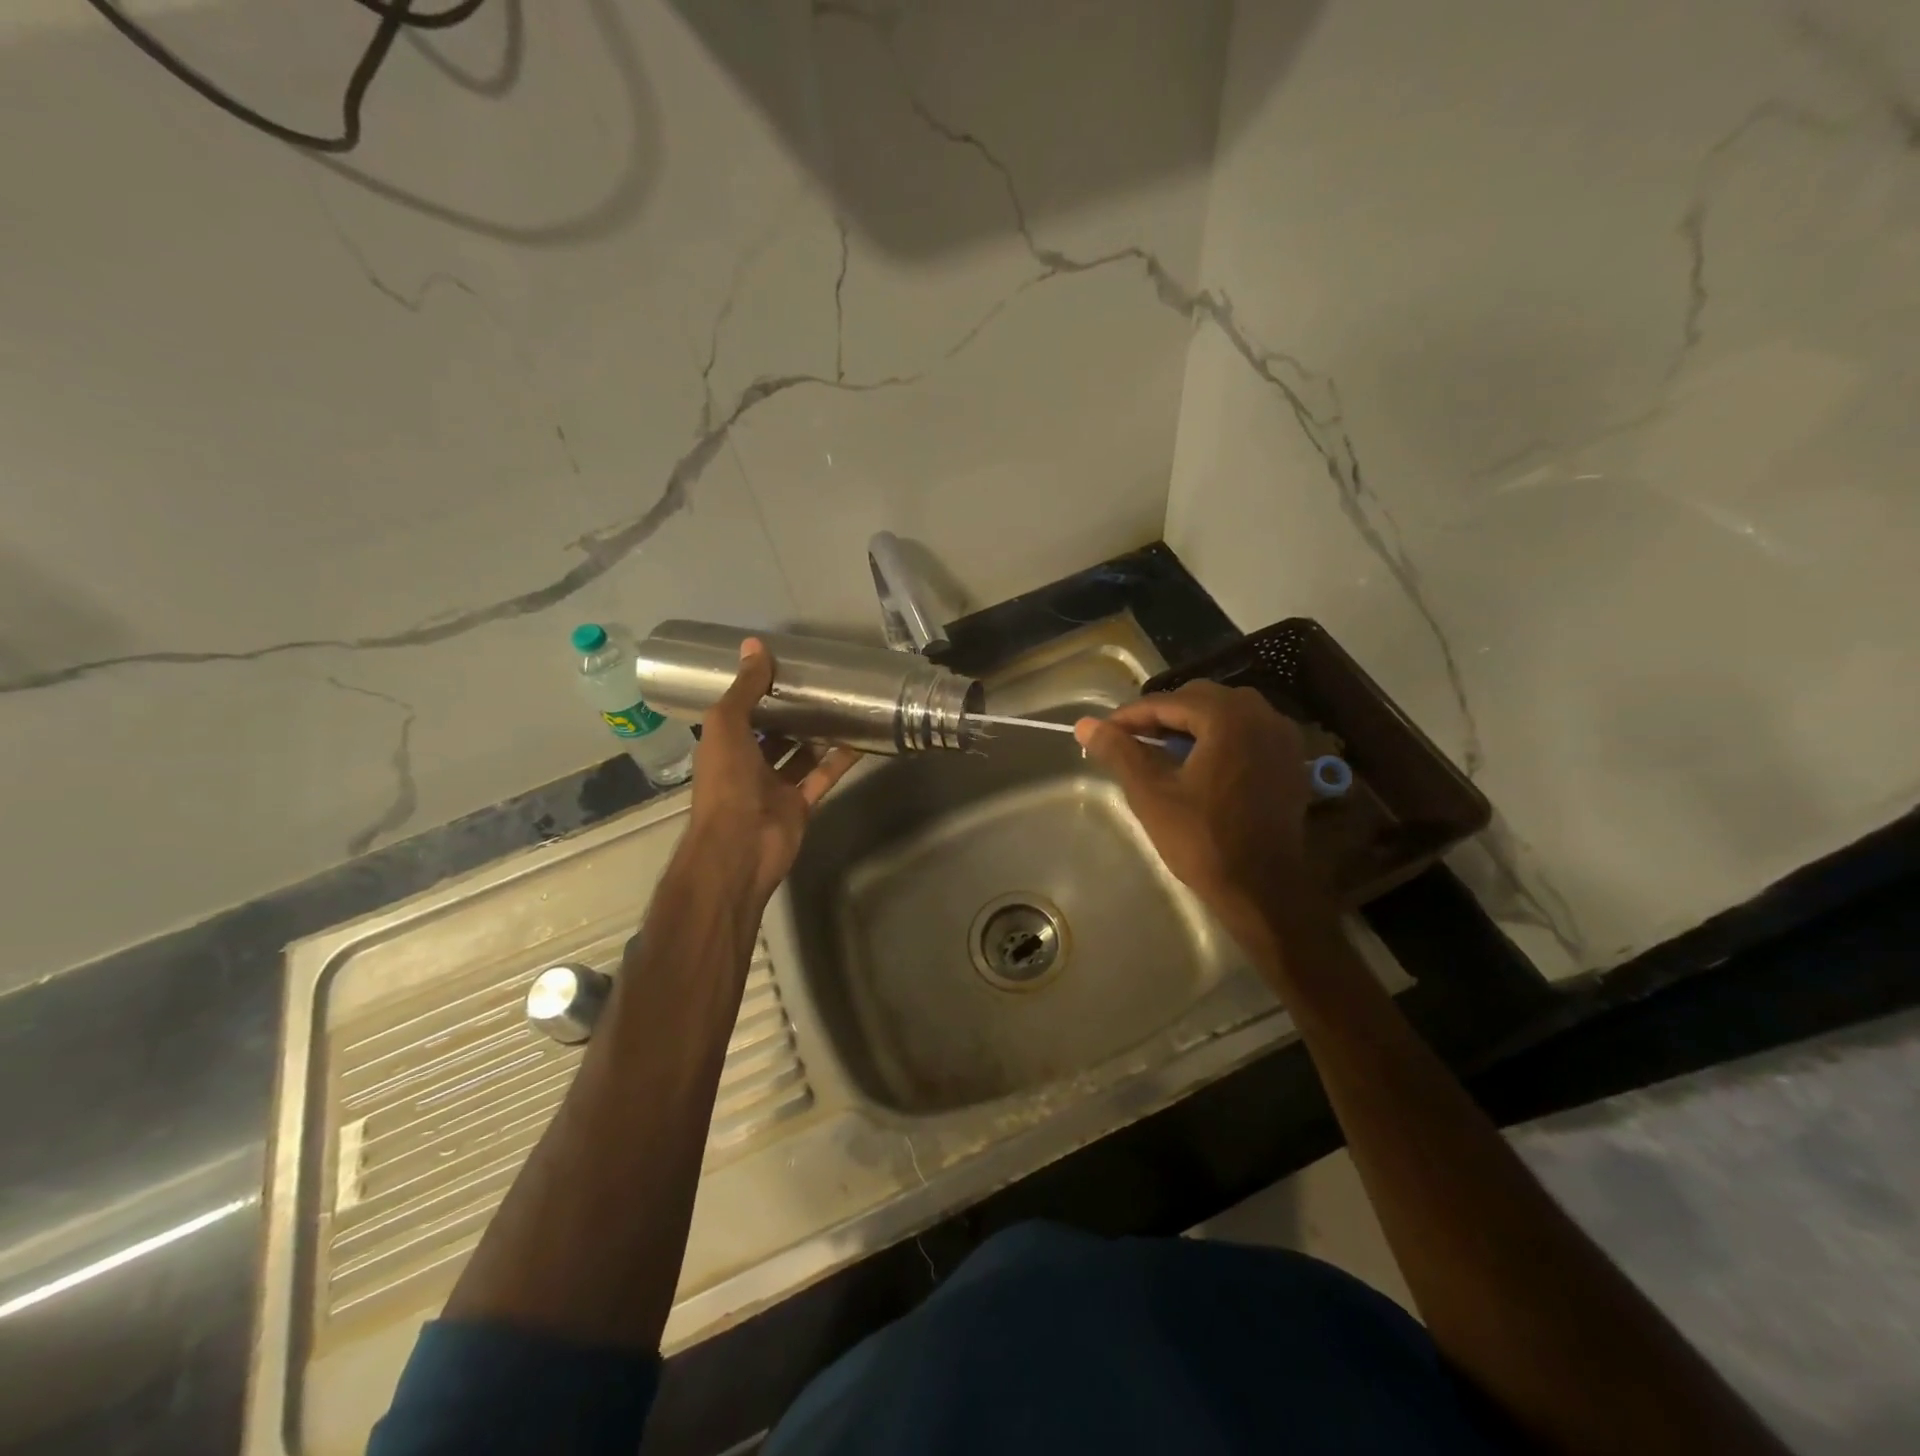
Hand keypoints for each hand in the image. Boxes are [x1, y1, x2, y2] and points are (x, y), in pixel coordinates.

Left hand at [689, 638, 860, 907]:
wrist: (741, 846)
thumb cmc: (726, 782)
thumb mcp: (727, 724)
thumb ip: (745, 688)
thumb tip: (755, 644)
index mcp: (723, 746)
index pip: (740, 712)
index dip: (758, 691)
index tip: (783, 668)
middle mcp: (747, 765)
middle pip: (772, 733)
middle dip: (792, 712)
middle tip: (820, 683)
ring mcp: (775, 787)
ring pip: (800, 754)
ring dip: (818, 734)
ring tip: (843, 704)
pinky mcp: (801, 804)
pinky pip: (823, 776)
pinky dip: (839, 760)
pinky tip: (860, 738)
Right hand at [1075, 683, 1317, 938]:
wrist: (1262, 889)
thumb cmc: (1203, 840)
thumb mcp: (1151, 794)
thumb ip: (1119, 752)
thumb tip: (1085, 725)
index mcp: (1228, 717)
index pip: (1168, 702)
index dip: (1131, 715)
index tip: (1103, 731)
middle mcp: (1262, 715)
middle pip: (1200, 699)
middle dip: (1162, 715)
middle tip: (1131, 739)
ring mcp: (1282, 737)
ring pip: (1226, 713)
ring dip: (1192, 724)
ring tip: (1161, 749)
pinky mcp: (1290, 761)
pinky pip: (1248, 732)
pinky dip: (1219, 738)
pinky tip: (1198, 762)